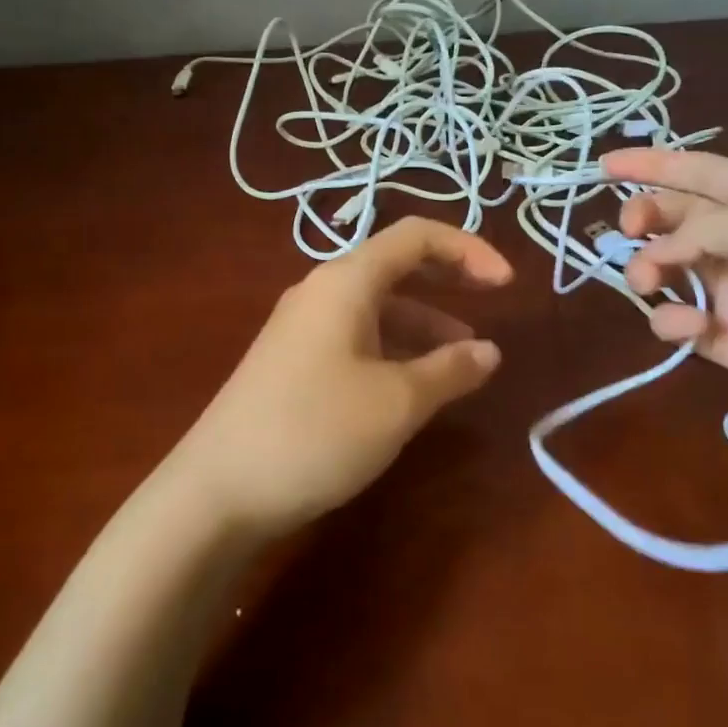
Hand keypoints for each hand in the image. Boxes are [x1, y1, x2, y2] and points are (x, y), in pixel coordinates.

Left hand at [171, 217, 512, 535]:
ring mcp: (302, 329)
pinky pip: (356, 339)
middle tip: (493, 302)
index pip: (415, 237)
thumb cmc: (315, 431)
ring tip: (463, 360)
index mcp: (345, 282)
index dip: (468, 250)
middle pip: (395, 266)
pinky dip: (394, 350)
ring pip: (377, 308)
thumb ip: (449, 370)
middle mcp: (321, 293)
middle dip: (448, 280)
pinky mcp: (293, 364)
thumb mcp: (396, 402)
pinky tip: (413, 386)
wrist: (218, 490)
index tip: (509, 285)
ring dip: (424, 323)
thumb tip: (488, 351)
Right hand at [604, 149, 727, 462]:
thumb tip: (657, 252)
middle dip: (646, 218)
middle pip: (679, 218)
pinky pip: (681, 321)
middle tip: (628, 232)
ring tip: (647, 282)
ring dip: (649, 270)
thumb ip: (705, 226)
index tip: (602, 165)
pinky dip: (674, 322)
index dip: (652, 164)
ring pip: (670, 269)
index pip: (702, 171)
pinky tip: (691, 329)